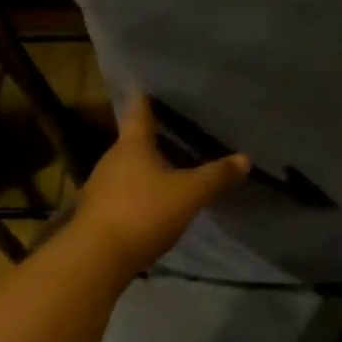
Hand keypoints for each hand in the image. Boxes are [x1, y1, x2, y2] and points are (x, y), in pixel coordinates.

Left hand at [71, 95, 250, 276]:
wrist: (96, 259)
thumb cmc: (143, 212)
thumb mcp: (189, 194)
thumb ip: (216, 176)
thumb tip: (245, 158)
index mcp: (132, 146)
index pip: (139, 112)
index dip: (144, 97)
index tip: (144, 81)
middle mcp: (112, 160)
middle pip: (133, 141)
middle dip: (153, 136)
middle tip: (176, 128)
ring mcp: (101, 188)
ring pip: (128, 168)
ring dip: (147, 166)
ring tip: (172, 165)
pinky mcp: (99, 214)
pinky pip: (124, 193)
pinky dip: (140, 191)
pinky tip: (156, 200)